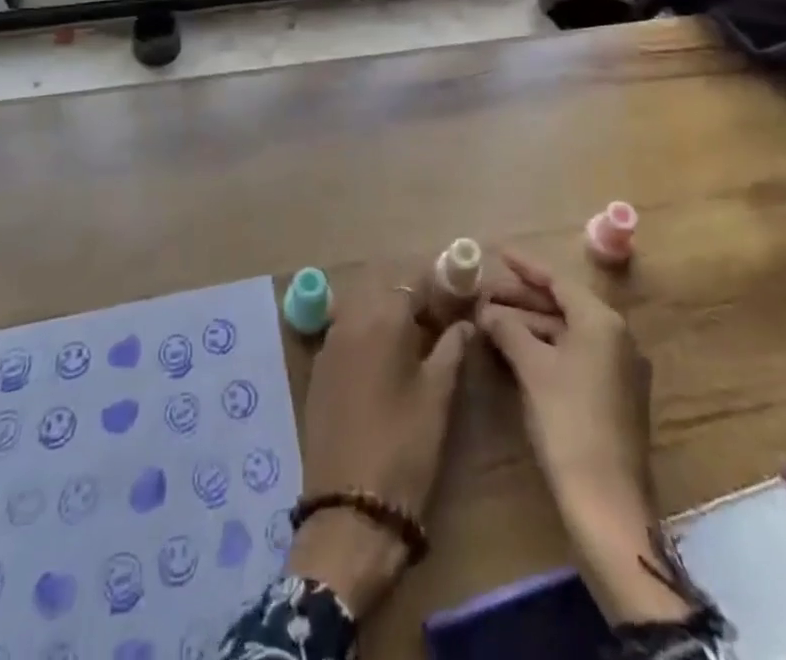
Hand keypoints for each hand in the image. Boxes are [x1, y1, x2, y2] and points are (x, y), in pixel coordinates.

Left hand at [288, 276, 472, 619]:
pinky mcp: (319, 368)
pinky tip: (385, 361)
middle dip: (412, 296)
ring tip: (416, 341)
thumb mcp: (438, 395)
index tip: (459, 298)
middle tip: (440, 320)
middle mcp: (350, 318)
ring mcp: (329, 342)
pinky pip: (346, 332)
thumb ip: (452, 348)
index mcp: (382, 316)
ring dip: (388, 313)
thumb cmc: (404, 445)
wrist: (350, 506)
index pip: (413, 279)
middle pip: (384, 288)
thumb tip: (466, 323)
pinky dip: (367, 333)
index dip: (439, 284)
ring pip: (362, 307)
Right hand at [477, 250, 689, 625]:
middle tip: (484, 292)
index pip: (558, 280)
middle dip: (522, 297)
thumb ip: (508, 329)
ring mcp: (619, 367)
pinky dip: (545, 346)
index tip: (497, 252)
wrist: (607, 501)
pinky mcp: (614, 394)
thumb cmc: (568, 421)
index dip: (525, 266)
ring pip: (567, 331)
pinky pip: (575, 353)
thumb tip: (486, 311)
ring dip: (530, 323)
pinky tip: (515, 349)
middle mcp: (617, 337)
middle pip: (563, 304)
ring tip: (491, 320)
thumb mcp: (532, 368)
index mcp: (602, 322)